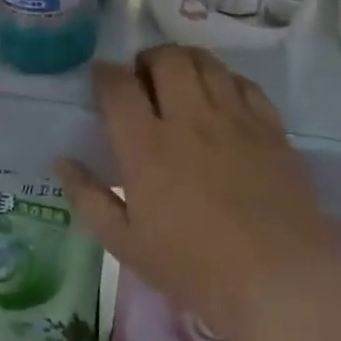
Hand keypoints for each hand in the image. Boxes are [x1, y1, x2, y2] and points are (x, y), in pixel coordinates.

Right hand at [54, 45, 340, 340]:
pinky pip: (244, 83)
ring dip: (185, 61)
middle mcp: (189, 118)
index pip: (118, 86)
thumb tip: (61, 160)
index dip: (104, 73)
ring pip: (206, 62)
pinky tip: (221, 99)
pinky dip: (225, 80)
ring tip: (180, 80)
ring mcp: (234, 118)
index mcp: (147, 145)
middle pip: (166, 59)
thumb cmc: (194, 267)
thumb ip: (88, 197)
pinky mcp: (270, 128)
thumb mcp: (126, 243)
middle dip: (147, 59)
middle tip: (143, 79)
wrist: (279, 281)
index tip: (101, 78)